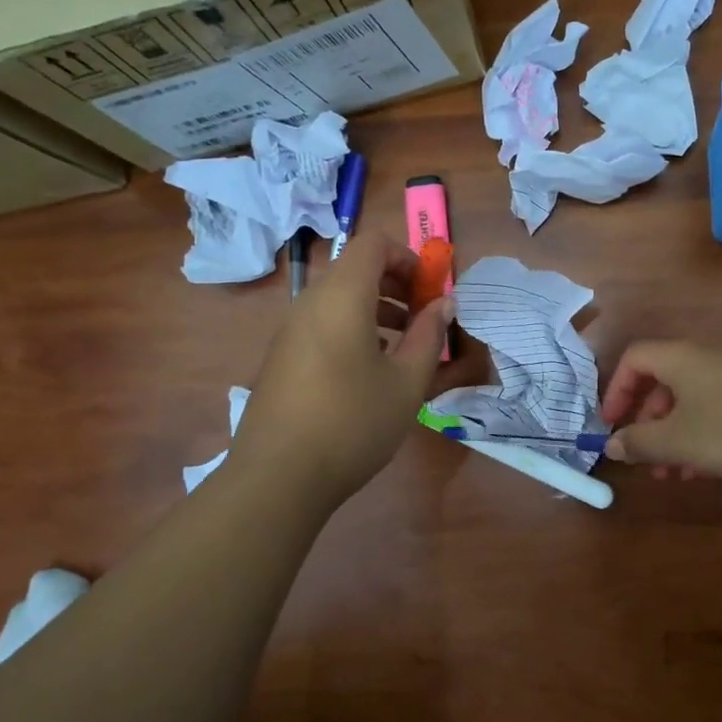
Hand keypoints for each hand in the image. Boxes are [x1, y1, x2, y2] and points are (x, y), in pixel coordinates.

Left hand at [230, 232, 453, 506]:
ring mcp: (290, 330)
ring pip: (338, 299)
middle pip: (355, 270)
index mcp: (342, 298)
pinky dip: (353, 330)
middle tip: (423, 320)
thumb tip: (443, 304)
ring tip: (403, 348)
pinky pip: (323, 324)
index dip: (408, 257)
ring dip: (376, 310)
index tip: (430, 291)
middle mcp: (310, 303)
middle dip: (396, 285)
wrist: (278, 477)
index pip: (373, 244)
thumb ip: (429, 336)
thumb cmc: (353, 422)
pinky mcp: (281, 357)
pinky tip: (369, 373)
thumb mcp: (407, 383)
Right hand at [601, 341, 721, 478]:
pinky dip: (703, 440)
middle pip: (663, 383)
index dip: (616, 390)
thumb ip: (639, 442)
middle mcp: (707, 361)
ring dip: (674, 438)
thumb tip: (611, 444)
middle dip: (647, 422)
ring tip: (671, 474)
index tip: (611, 425)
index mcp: (681, 359)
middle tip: (643, 456)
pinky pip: (719, 416)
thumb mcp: (678, 440)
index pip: (635, 359)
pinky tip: (705, 471)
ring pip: (692, 404)